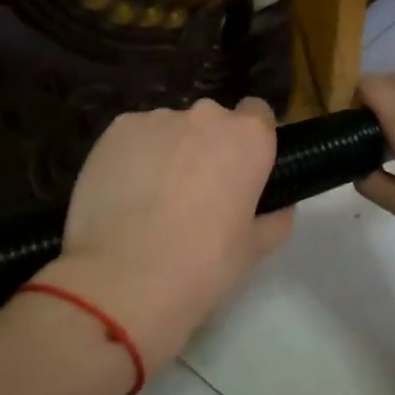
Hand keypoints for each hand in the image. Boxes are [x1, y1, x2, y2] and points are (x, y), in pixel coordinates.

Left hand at [45, 97, 292, 366]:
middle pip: (213, 121)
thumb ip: (275, 218)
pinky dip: (135, 157)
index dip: (250, 141)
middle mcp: (206, 116)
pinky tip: (126, 195)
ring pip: (171, 129)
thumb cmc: (203, 264)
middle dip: (208, 147)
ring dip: (171, 152)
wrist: (123, 279)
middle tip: (198, 193)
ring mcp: (157, 119)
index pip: (258, 114)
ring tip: (154, 199)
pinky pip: (135, 138)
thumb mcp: (256, 249)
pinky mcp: (116, 131)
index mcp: (249, 137)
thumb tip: (278, 207)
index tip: (241, 170)